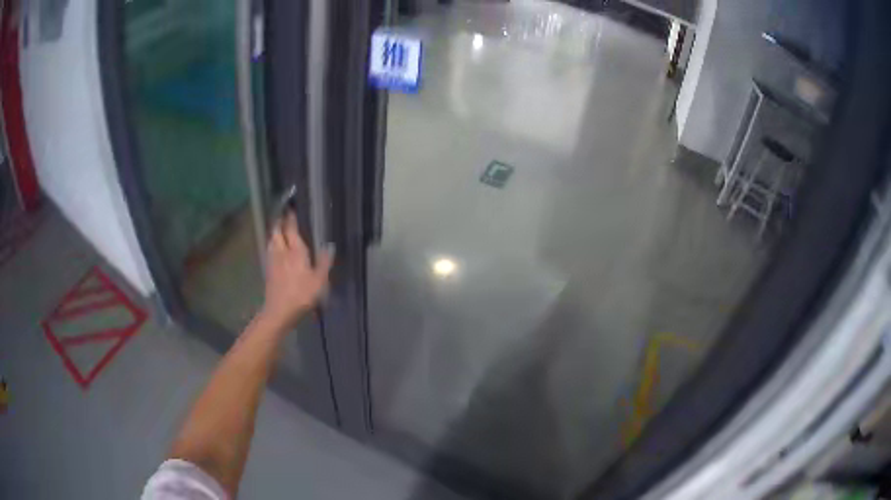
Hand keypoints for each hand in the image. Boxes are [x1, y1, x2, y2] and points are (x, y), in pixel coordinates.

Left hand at [260, 211, 332, 330]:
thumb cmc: (301, 295)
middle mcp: (282, 251)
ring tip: (279, 229)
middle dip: (279, 221)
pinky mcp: (268, 270)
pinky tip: (275, 249)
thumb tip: (330, 245)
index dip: (290, 217)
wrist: (279, 311)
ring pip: (271, 240)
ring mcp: (273, 261)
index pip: (291, 228)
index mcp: (295, 251)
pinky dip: (272, 244)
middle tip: (283, 215)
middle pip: (277, 231)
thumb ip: (324, 262)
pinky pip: (270, 250)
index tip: (291, 207)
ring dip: (275, 232)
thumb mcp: (320, 281)